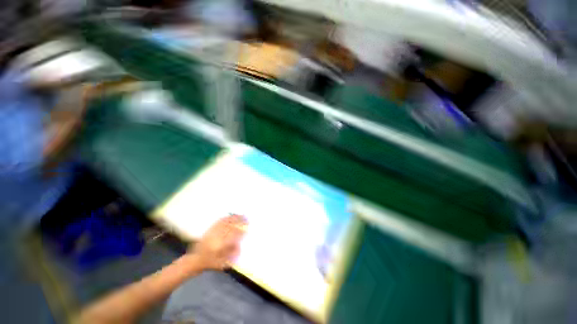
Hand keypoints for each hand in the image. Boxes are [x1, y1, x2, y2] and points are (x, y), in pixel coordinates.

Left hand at [190, 214, 246, 270]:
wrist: (195, 261)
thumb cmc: (211, 263)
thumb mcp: (223, 263)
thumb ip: (233, 254)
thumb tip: (241, 244)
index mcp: (221, 246)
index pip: (234, 235)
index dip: (241, 230)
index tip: (247, 227)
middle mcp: (216, 238)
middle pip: (230, 227)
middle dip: (239, 222)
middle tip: (246, 218)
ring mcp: (212, 233)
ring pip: (225, 223)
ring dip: (233, 218)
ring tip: (240, 215)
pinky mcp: (209, 230)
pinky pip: (218, 222)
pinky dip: (225, 218)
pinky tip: (230, 216)